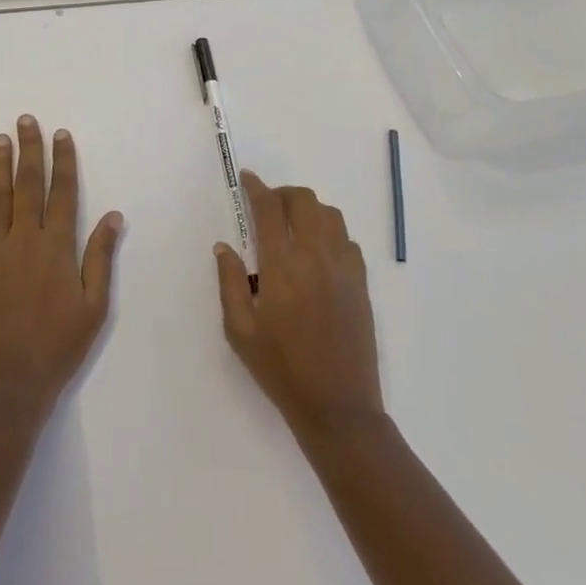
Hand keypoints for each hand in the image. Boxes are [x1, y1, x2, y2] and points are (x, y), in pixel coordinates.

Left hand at [0, 115, 121, 418]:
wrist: (9, 382)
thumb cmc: (59, 345)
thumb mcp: (94, 306)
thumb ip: (100, 257)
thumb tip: (113, 215)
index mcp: (58, 247)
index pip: (63, 192)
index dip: (63, 161)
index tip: (61, 135)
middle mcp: (25, 239)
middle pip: (29, 184)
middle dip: (30, 150)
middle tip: (26, 120)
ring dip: (0, 165)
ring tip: (0, 138)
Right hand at [216, 172, 383, 442]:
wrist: (338, 406)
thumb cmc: (281, 370)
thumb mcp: (240, 331)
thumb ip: (229, 282)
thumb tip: (224, 246)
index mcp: (283, 267)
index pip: (269, 209)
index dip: (256, 187)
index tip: (246, 178)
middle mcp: (316, 257)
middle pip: (304, 200)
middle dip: (282, 193)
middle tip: (267, 206)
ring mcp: (344, 268)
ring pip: (330, 214)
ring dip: (308, 209)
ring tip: (292, 226)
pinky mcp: (361, 283)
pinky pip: (347, 239)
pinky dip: (330, 232)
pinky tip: (317, 252)